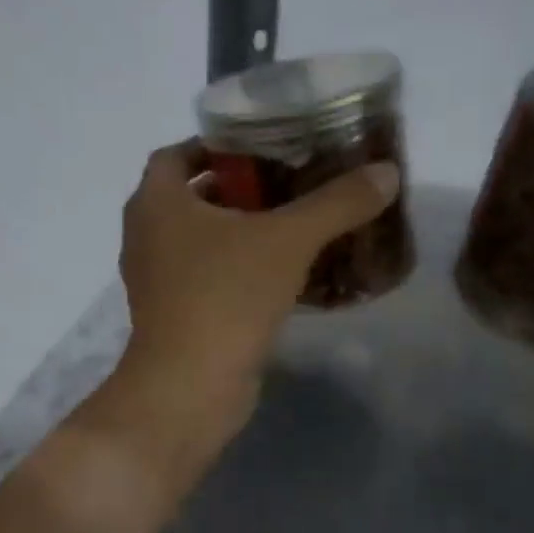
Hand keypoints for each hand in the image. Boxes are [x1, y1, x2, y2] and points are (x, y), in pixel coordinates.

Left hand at [114, 140, 399, 443]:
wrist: (190, 387)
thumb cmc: (226, 297)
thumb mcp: (289, 241)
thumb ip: (337, 203)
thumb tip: (387, 171)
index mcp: (156, 203)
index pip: (177, 154)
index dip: (215, 145)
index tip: (260, 148)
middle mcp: (146, 235)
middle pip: (190, 197)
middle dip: (236, 189)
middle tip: (288, 183)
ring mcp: (156, 280)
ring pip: (199, 240)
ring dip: (238, 231)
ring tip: (291, 226)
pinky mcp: (174, 316)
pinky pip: (205, 277)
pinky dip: (236, 269)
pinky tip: (281, 275)